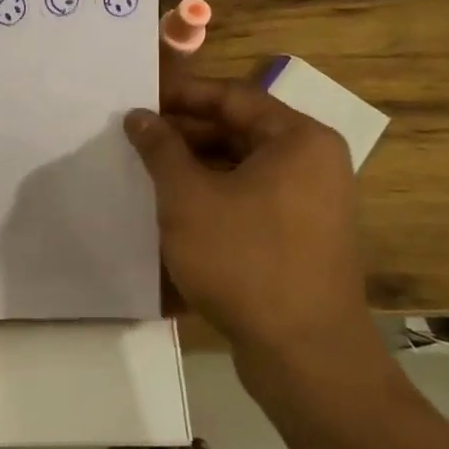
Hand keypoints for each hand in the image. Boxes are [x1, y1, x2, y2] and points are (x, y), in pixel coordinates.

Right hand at [124, 70, 383, 381]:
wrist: (303, 353)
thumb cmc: (244, 259)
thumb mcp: (188, 197)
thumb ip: (160, 149)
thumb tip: (139, 116)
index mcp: (298, 140)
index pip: (232, 96)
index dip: (180, 95)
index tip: (137, 100)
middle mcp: (313, 162)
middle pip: (239, 130)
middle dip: (184, 134)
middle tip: (135, 139)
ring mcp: (311, 202)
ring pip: (242, 167)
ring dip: (194, 166)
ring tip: (146, 172)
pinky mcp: (301, 236)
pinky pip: (251, 198)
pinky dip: (213, 196)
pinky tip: (174, 209)